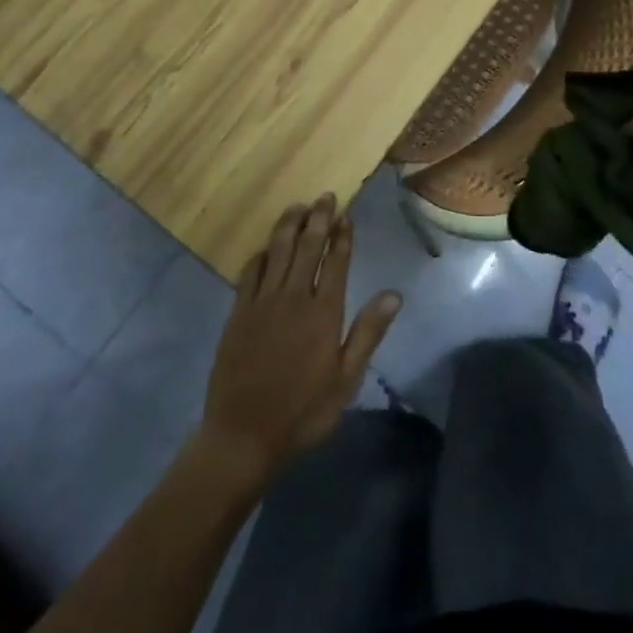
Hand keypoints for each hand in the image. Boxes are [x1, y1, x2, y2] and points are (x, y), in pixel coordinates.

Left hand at [199, 194, 401, 484]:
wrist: (242, 436)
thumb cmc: (302, 412)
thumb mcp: (345, 380)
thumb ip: (368, 333)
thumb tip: (394, 294)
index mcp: (324, 313)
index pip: (336, 261)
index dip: (341, 235)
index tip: (345, 214)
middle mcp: (294, 297)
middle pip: (307, 246)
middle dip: (318, 218)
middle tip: (324, 196)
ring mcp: (262, 302)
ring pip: (278, 251)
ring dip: (289, 225)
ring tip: (298, 206)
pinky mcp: (238, 312)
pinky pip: (250, 272)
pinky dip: (261, 254)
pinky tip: (267, 247)